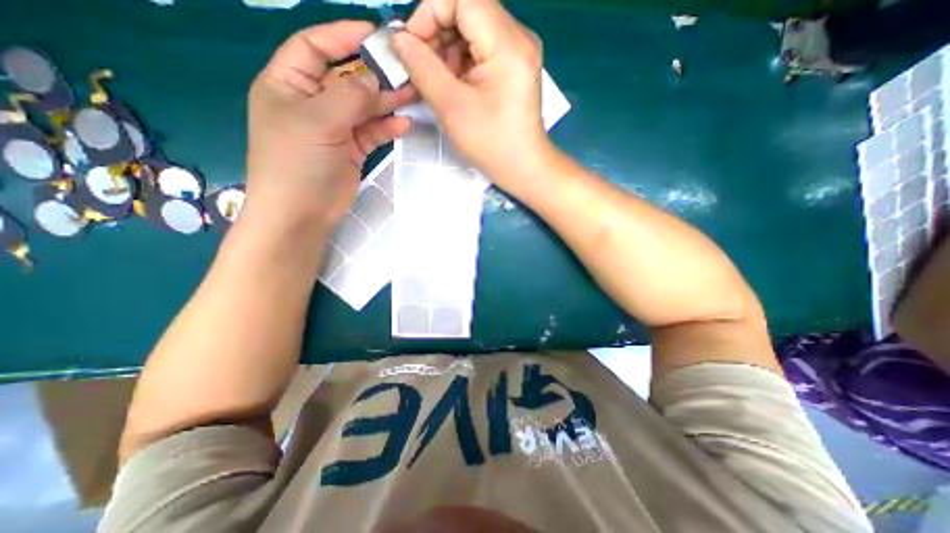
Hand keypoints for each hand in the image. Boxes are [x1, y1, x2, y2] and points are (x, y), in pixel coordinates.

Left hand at [244, 20, 411, 232]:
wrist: (302, 213)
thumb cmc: (297, 162)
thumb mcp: (318, 121)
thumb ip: (349, 95)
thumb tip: (373, 79)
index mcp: (289, 84)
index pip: (315, 47)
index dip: (343, 36)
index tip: (375, 33)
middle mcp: (312, 102)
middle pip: (347, 78)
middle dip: (375, 74)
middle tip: (406, 70)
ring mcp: (334, 128)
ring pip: (364, 107)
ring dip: (387, 101)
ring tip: (413, 94)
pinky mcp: (351, 150)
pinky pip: (372, 132)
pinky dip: (387, 128)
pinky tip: (404, 125)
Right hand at [389, 0, 554, 189]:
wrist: (523, 167)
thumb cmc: (491, 143)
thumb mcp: (451, 107)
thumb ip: (422, 67)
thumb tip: (399, 39)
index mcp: (508, 44)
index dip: (429, 13)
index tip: (412, 47)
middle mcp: (519, 37)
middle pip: (468, 9)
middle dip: (437, 33)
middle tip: (421, 67)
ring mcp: (519, 51)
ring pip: (473, 29)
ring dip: (447, 49)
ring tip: (438, 81)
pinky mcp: (515, 65)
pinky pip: (482, 48)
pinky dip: (462, 61)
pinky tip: (454, 85)